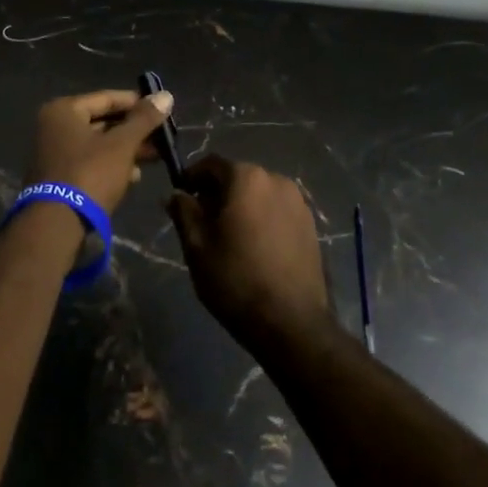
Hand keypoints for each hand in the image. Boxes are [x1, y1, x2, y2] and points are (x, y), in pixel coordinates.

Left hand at [27, 88, 175, 216]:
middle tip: (163, 135)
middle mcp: (54, 126)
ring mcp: (55, 152)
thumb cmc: (90, 174)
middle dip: (134, 130)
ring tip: (156, 156)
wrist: (58, 224)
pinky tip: (134, 175)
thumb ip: (144, 119)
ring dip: (127, 149)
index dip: (137, 103)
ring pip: (99, 144)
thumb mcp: (122, 144)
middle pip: (103, 121)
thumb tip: (166, 95)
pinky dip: (112, 164)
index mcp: (64, 110)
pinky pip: (91, 162)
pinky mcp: (60, 176)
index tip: (162, 109)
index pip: (107, 98)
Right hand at [166, 155, 331, 354]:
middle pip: (238, 177)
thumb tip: (176, 194)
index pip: (211, 164)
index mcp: (247, 178)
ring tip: (228, 237)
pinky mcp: (311, 226)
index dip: (191, 177)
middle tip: (201, 221)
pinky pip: (277, 211)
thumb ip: (183, 211)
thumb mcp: (196, 245)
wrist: (290, 322)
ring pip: (259, 194)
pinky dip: (261, 219)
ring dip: (241, 206)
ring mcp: (298, 203)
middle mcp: (276, 180)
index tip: (180, 197)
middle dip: (217, 193)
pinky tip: (253, 247)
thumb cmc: (235, 278)